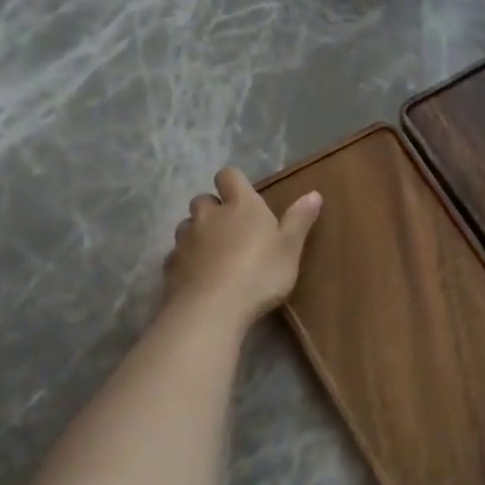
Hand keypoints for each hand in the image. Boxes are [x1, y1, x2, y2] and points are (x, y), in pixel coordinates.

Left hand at [163, 168, 321, 327]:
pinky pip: (178, 254)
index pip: (229, 176)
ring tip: (215, 254)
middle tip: (232, 230)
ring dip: (199, 233)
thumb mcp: (291, 248)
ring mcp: (185, 239)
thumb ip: (299, 219)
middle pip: (203, 199)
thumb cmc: (260, 273)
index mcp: (241, 206)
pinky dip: (188, 260)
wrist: (213, 309)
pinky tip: (200, 277)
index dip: (234, 183)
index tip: (244, 196)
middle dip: (214, 210)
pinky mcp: (170, 265)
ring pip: (187, 226)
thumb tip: (314, 193)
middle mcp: (209, 215)